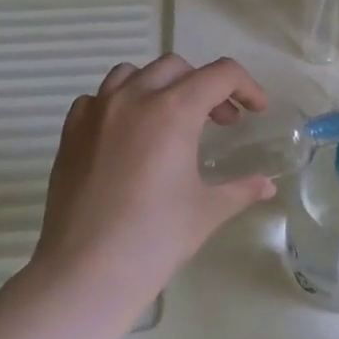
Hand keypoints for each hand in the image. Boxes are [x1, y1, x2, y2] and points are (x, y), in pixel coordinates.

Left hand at [34, 54, 276, 300]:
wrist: (87, 270)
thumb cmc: (155, 239)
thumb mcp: (207, 211)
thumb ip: (241, 189)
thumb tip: (267, 186)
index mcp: (173, 111)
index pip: (220, 74)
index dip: (246, 87)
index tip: (255, 111)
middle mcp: (132, 99)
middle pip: (177, 67)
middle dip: (205, 86)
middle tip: (219, 122)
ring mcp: (96, 112)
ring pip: (132, 73)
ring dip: (161, 86)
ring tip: (172, 120)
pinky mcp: (71, 132)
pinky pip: (98, 98)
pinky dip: (120, 104)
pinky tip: (128, 136)